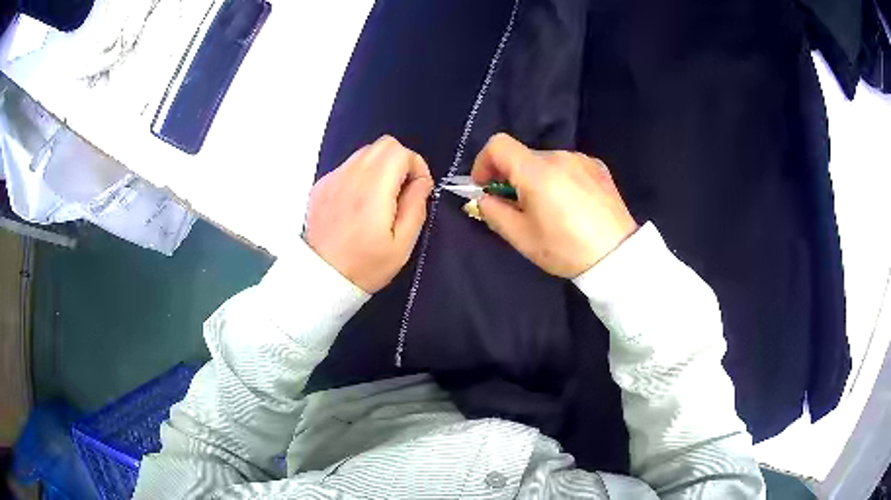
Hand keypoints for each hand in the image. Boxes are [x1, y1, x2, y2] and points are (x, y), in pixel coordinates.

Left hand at [304, 136, 433, 292]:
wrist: (320, 279)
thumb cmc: (365, 267)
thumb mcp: (401, 246)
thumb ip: (415, 207)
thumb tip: (422, 182)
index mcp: (372, 191)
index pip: (399, 152)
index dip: (416, 165)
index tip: (418, 189)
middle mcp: (349, 176)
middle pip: (382, 145)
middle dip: (400, 161)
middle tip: (402, 190)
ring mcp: (331, 179)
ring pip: (364, 153)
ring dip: (380, 167)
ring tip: (381, 197)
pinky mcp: (320, 186)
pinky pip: (348, 166)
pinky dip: (361, 175)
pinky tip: (359, 202)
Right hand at [472, 133, 637, 277]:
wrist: (617, 256)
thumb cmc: (565, 249)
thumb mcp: (521, 237)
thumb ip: (493, 212)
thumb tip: (484, 198)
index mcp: (537, 171)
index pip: (498, 144)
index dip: (484, 162)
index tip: (485, 187)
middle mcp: (559, 156)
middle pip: (522, 155)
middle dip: (511, 176)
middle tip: (516, 207)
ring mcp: (582, 159)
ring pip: (545, 162)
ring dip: (536, 178)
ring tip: (548, 209)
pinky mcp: (598, 167)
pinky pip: (568, 166)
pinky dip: (559, 178)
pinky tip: (571, 204)